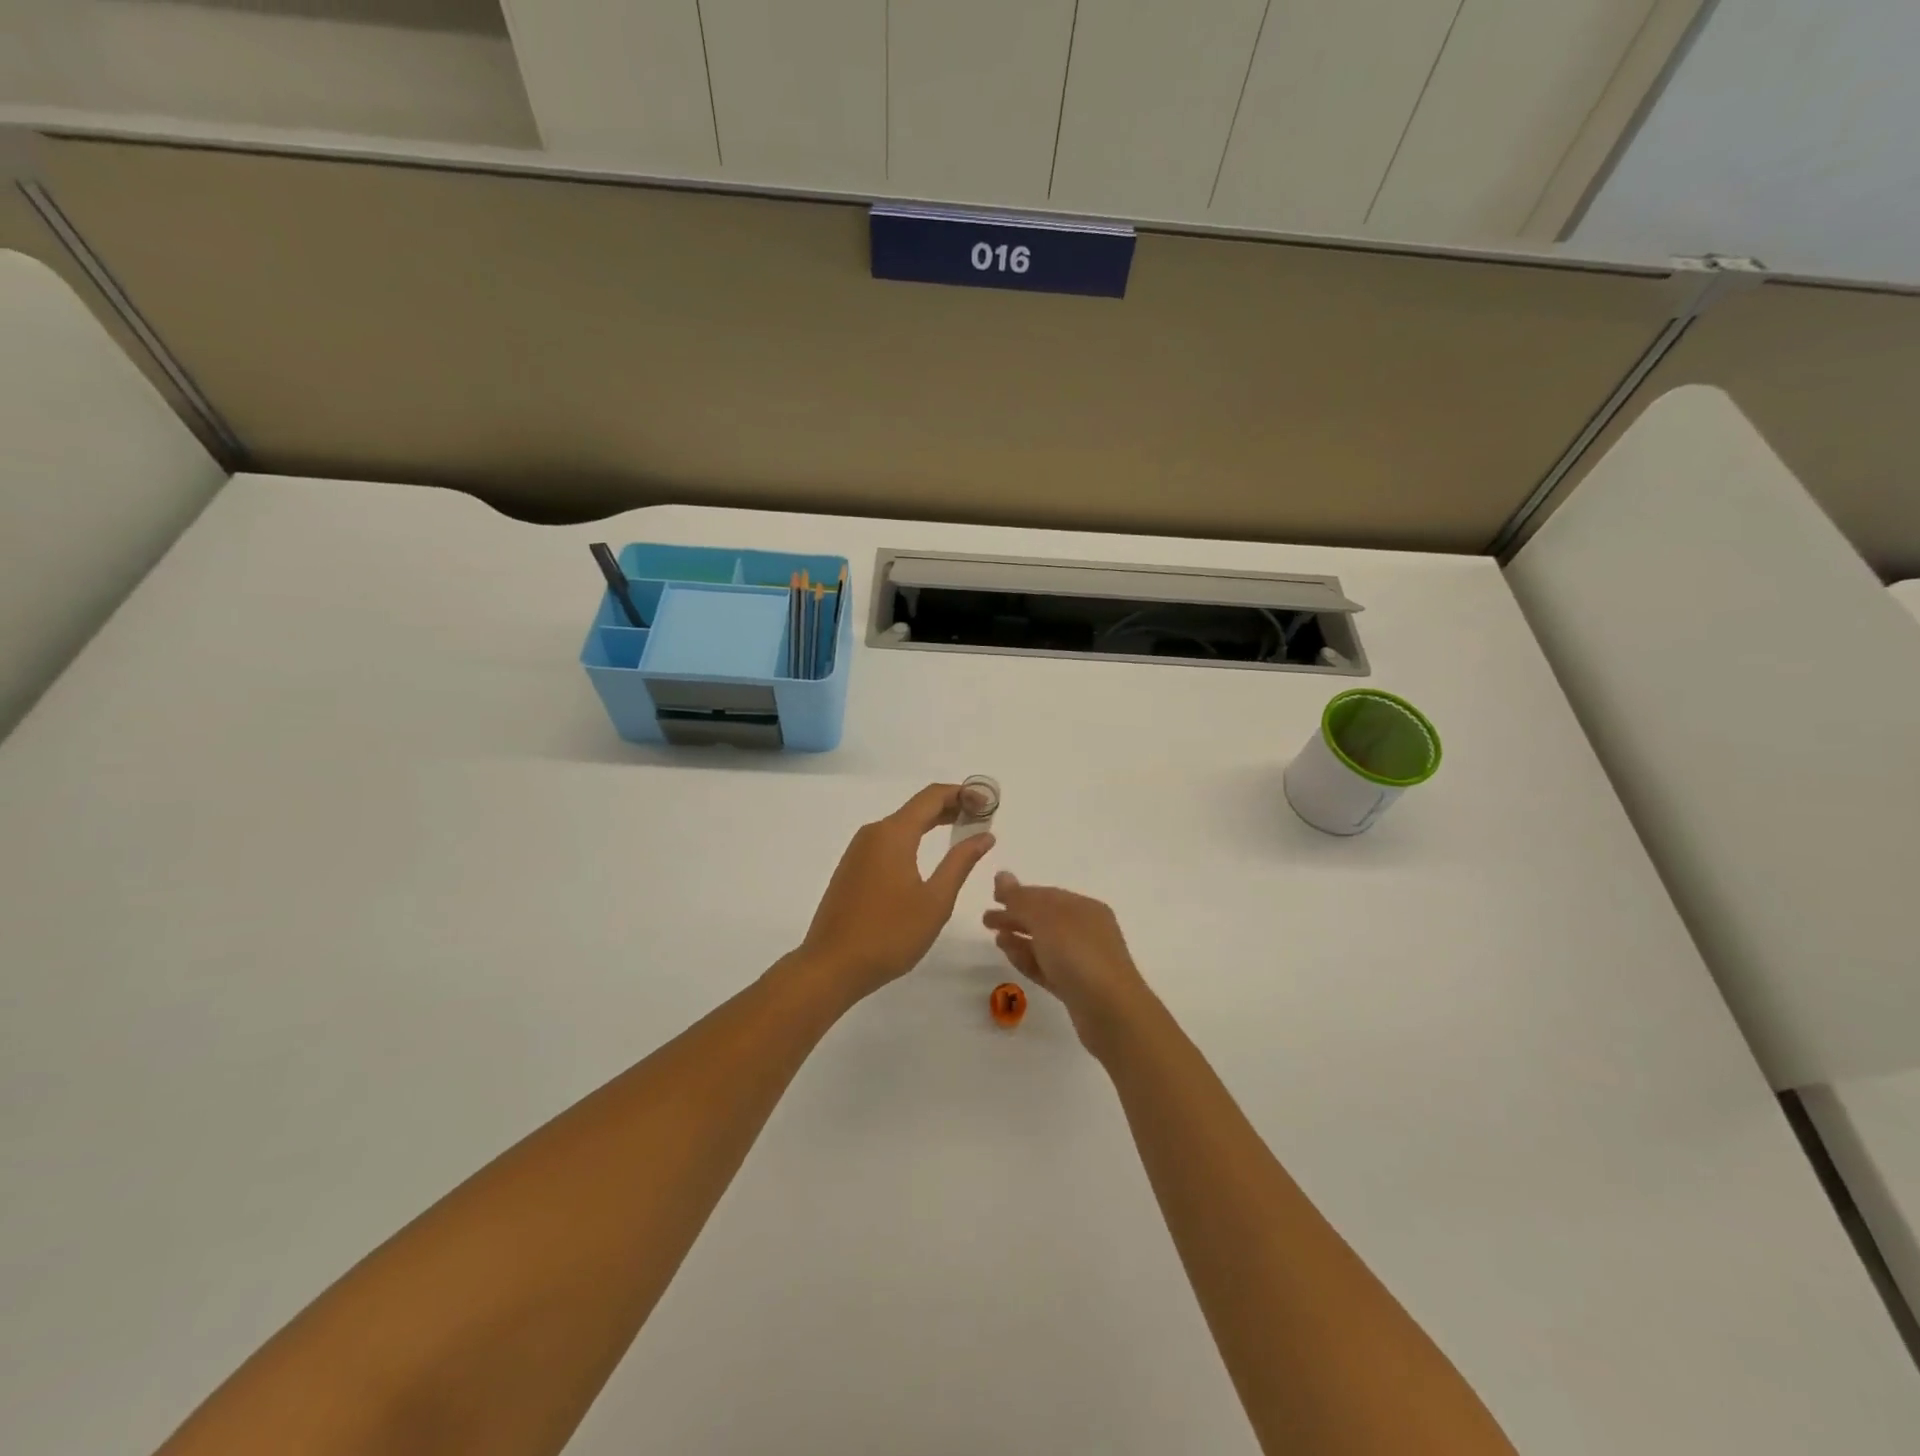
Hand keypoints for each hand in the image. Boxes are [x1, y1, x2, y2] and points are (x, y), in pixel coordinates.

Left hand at [798, 784, 995, 1004]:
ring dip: (932, 824)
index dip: (963, 794)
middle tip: (982, 819)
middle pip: (917, 808)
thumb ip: (960, 862)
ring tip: (961, 834)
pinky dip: (913, 840)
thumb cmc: (889, 934)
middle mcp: (873, 833)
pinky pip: (887, 842)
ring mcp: (858, 851)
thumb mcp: (935, 901)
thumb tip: (984, 835)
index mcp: (893, 834)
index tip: (989, 803)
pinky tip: (927, 857)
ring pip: (901, 825)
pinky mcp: (852, 869)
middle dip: (951, 807)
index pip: (932, 796)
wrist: (830, 966)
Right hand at [983, 873, 1154, 1053]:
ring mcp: (1082, 961)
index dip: (1018, 894)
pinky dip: (1028, 959)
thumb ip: (1021, 899)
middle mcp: (1086, 931)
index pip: (1046, 895)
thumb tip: (1001, 875)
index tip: (992, 896)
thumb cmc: (1079, 956)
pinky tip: (1011, 957)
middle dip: (1016, 917)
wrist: (1112, 1013)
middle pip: (1044, 919)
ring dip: (1020, 939)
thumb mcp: (1046, 920)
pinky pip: (1046, 967)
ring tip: (996, 939)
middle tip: (986, 920)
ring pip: (1045, 944)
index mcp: (1085, 908)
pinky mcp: (1076, 988)